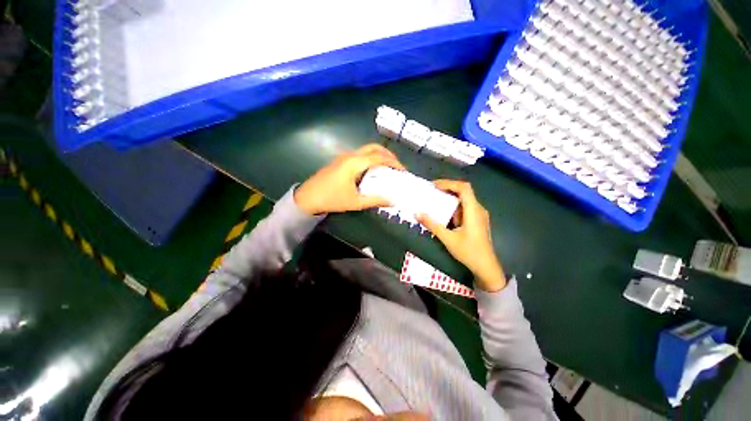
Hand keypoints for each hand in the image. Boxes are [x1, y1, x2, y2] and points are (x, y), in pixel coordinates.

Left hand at [294, 144, 405, 214]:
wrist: (307, 198)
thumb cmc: (332, 199)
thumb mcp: (355, 202)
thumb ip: (375, 200)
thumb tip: (393, 201)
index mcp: (355, 163)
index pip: (379, 157)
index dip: (394, 162)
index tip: (403, 171)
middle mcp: (350, 155)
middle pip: (374, 148)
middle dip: (388, 155)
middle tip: (397, 166)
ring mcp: (344, 156)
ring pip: (366, 150)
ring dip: (379, 155)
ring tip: (388, 168)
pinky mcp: (340, 161)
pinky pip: (360, 154)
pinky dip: (371, 158)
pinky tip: (372, 170)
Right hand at [417, 180, 505, 291]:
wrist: (486, 267)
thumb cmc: (468, 252)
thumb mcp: (448, 238)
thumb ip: (432, 224)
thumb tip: (417, 213)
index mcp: (473, 210)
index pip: (464, 188)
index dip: (449, 183)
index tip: (434, 185)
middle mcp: (478, 209)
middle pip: (464, 191)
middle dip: (447, 188)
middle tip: (432, 191)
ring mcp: (479, 215)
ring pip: (464, 199)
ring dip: (450, 197)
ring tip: (435, 199)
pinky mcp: (477, 220)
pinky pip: (465, 208)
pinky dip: (454, 206)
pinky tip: (444, 212)